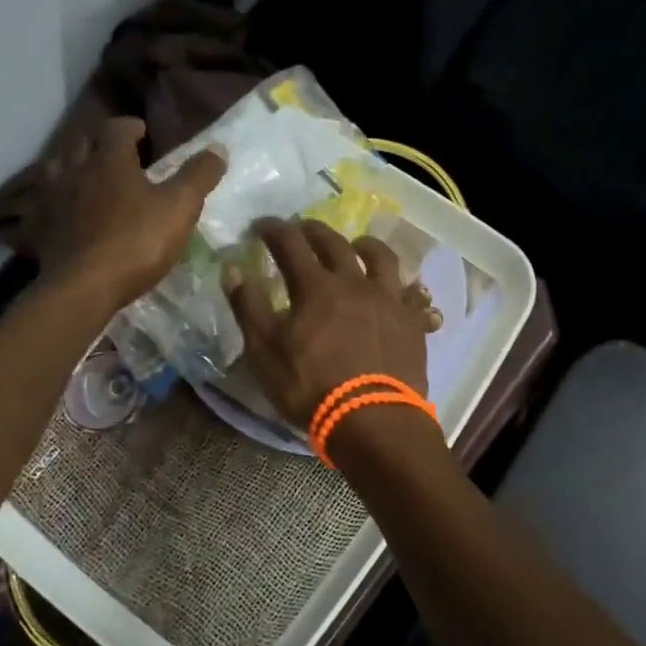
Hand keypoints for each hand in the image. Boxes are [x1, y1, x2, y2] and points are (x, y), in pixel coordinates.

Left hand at [31, 117, 225, 306]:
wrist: (83, 288)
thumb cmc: (136, 243)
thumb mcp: (180, 208)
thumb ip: (198, 176)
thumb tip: (218, 147)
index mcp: (110, 160)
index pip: (117, 128)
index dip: (131, 127)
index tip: (143, 133)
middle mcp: (76, 170)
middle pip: (82, 142)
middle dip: (99, 141)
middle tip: (116, 152)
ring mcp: (53, 199)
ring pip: (57, 167)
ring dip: (73, 164)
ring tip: (87, 175)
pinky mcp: (40, 228)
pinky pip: (43, 203)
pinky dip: (53, 199)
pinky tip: (63, 209)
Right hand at [222, 218, 435, 428]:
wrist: (373, 420)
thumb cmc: (311, 388)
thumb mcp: (265, 351)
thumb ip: (249, 306)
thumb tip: (232, 268)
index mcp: (316, 287)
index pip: (290, 244)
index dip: (273, 229)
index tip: (262, 226)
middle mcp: (355, 283)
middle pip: (335, 244)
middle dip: (314, 231)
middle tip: (302, 229)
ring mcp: (389, 301)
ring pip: (381, 258)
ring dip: (365, 246)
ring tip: (357, 246)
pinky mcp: (413, 323)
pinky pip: (413, 294)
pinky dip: (404, 285)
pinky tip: (401, 289)